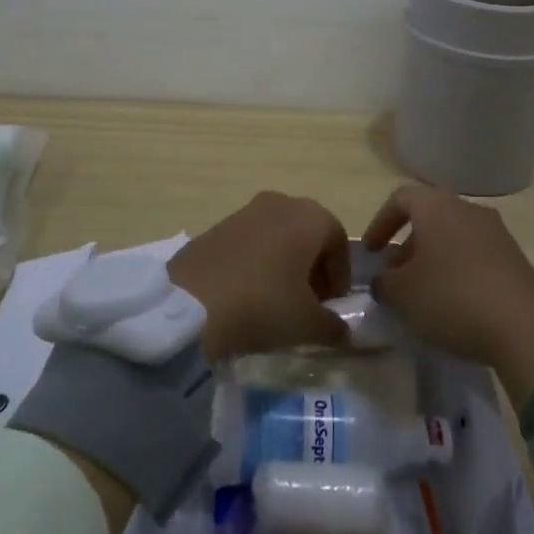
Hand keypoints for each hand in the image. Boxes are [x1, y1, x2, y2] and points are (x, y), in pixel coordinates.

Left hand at [168, 192, 352, 360]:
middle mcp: (279, 203)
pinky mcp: (217, 225)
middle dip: (314, 267)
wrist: (191, 304)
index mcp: (308, 216)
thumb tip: (342, 330)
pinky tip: (249, 293)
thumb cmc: (263, 305)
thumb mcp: (308, 325)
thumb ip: (334, 326)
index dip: (341, 274)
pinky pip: (251, 240)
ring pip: (278, 234)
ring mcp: (245, 211)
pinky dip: (259, 261)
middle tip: (310, 303)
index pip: (338, 240)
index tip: (334, 305)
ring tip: (279, 300)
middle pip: (308, 233)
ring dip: (286, 263)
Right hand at [363, 184, 533, 404]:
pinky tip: (455, 305)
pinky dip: (459, 272)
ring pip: (454, 237)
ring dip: (434, 260)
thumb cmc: (452, 299)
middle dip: (408, 245)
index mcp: (436, 206)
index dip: (380, 223)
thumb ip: (384, 282)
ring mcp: (497, 233)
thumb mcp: (402, 295)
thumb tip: (385, 279)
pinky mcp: (516, 260)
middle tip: (396, 276)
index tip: (371, 252)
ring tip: (423, 295)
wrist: (527, 328)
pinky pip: (476, 256)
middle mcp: (467, 209)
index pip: (400, 198)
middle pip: (429, 217)